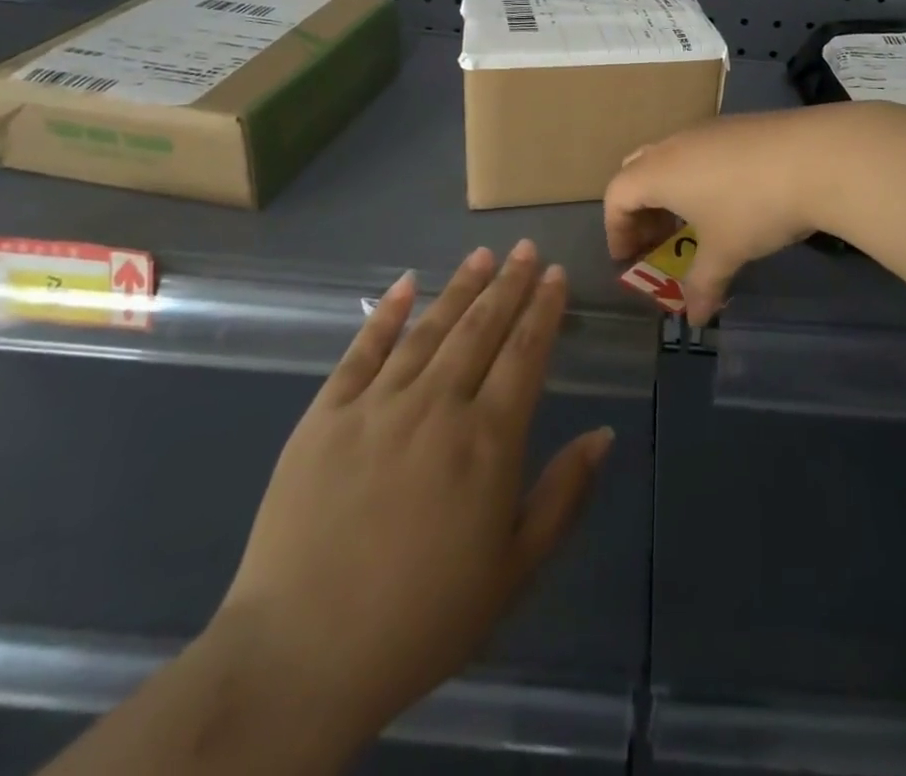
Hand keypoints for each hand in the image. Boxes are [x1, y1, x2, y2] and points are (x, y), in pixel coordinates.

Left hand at [214, 241, 612, 759]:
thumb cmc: (422, 619)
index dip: (543, 309)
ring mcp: (377, 404)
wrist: (301, 656)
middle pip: (481, 328)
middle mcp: (437, 405)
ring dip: (460, 287)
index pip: (525, 353)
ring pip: (430, 329)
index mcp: (487, 440)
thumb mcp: (513, 571)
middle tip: (526, 249)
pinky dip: (388, 313)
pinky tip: (407, 283)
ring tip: (483, 255)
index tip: (555, 275)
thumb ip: (563, 495)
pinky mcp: (326, 414)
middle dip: (509, 284)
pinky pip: (363, 350)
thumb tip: (604, 434)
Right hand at [604, 106, 852, 325]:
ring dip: (669, 191)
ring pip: (670, 158)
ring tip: (693, 223)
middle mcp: (674, 145)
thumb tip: (695, 318)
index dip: (615, 229)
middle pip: (636, 170)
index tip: (629, 258)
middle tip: (654, 240)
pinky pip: (699, 150)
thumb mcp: (725, 252)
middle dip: (639, 208)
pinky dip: (696, 176)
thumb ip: (702, 285)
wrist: (816, 156)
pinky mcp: (736, 125)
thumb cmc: (754, 207)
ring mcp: (706, 130)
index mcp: (658, 172)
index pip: (616, 195)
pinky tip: (728, 199)